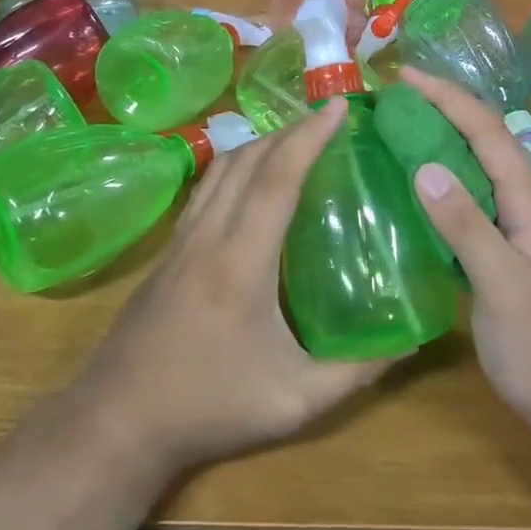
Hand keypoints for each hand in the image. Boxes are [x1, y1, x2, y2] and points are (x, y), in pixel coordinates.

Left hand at [66, 97, 394, 476]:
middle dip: (291, 129)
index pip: (277, 179)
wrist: (118, 422)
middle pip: (248, 159)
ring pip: (221, 168)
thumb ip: (357, 371)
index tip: (340, 107)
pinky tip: (254, 178)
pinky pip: (206, 187)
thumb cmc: (210, 408)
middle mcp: (208, 236)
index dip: (310, 137)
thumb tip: (412, 340)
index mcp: (241, 262)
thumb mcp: (296, 402)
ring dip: (261, 142)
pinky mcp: (168, 250)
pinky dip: (236, 164)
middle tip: (330, 119)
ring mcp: (181, 239)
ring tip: (298, 138)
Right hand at [400, 68, 530, 430]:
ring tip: (396, 131)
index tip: (405, 76)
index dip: (447, 97)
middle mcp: (524, 202)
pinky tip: (413, 191)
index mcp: (528, 199)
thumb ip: (466, 225)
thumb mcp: (502, 285)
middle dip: (442, 109)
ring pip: (475, 168)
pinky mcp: (503, 250)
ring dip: (440, 141)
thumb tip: (423, 166)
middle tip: (392, 100)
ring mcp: (515, 227)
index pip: (486, 130)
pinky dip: (440, 182)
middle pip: (482, 139)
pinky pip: (468, 200)